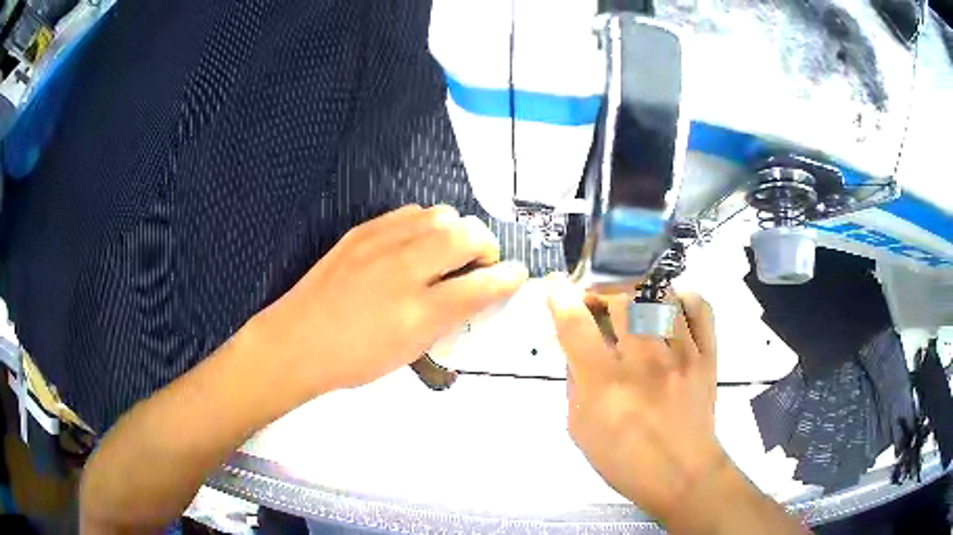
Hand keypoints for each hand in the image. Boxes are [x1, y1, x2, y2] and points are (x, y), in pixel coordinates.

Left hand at [253, 205, 527, 399]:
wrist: (297, 341)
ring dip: (456, 231)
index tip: (517, 275)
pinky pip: (408, 213)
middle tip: (478, 265)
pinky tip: (416, 244)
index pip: (479, 287)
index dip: (507, 278)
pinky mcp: (361, 231)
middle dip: (485, 246)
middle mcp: (403, 270)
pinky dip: (425, 224)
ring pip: (439, 215)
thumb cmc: (354, 358)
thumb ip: (447, 319)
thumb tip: (474, 294)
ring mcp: (379, 244)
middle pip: (465, 234)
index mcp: (417, 312)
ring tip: (447, 252)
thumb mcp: (409, 351)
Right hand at [547, 276, 724, 522]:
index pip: (576, 326)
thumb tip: (575, 345)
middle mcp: (644, 362)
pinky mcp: (707, 355)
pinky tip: (670, 310)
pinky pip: (699, 307)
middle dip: (601, 290)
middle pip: (621, 298)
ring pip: (661, 295)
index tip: (556, 287)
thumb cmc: (625, 460)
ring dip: (638, 292)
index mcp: (605, 386)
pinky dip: (682, 299)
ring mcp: (682, 355)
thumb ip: (575, 383)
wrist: (682, 475)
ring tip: (632, 305)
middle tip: (597, 301)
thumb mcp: (580, 430)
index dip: (560, 298)